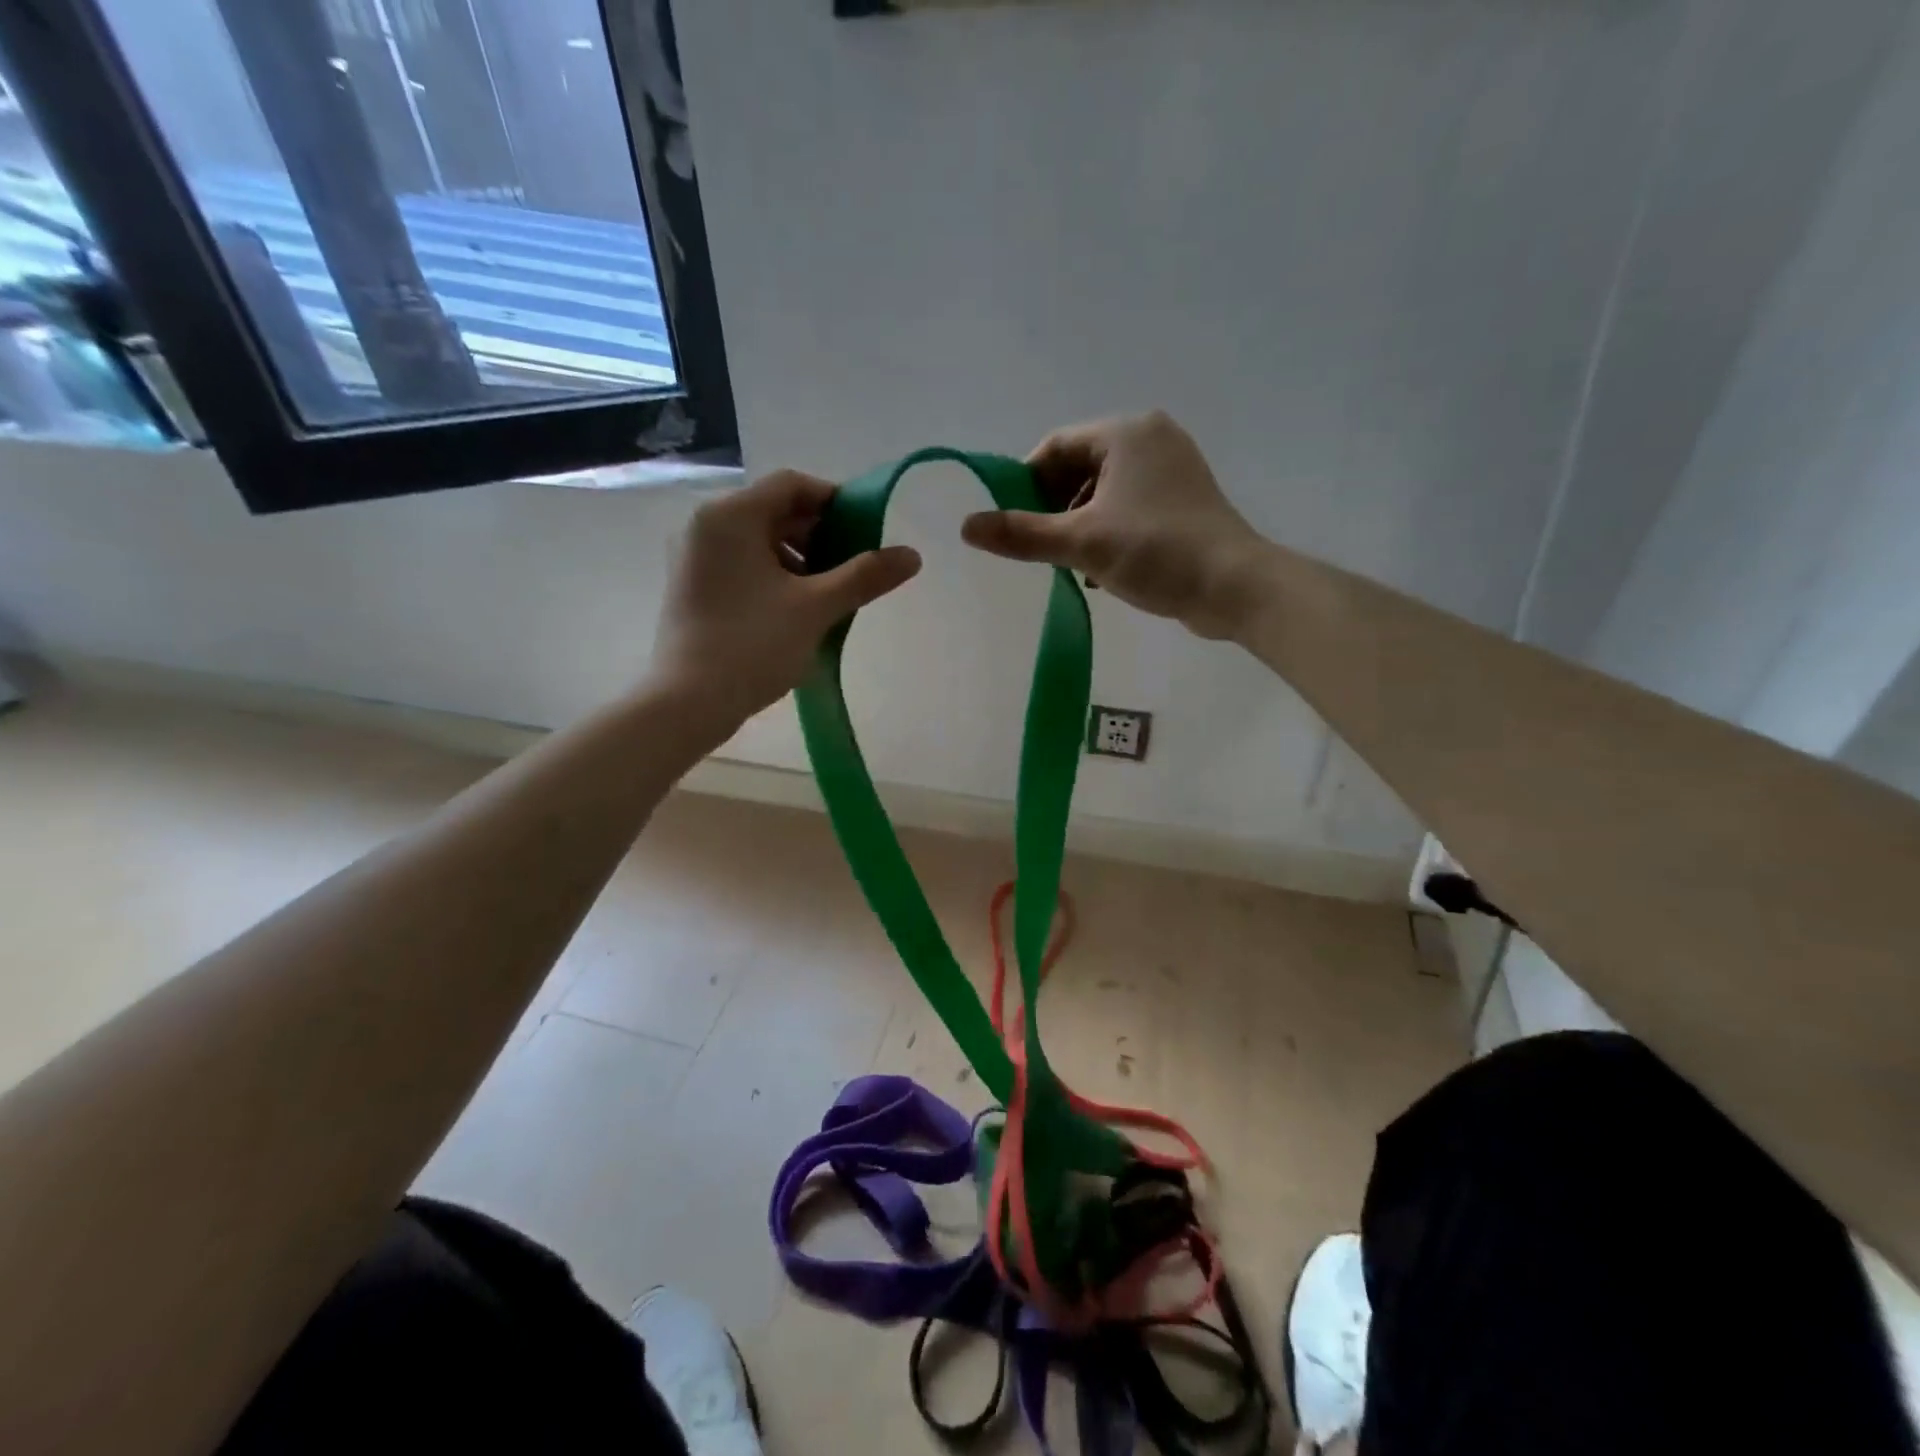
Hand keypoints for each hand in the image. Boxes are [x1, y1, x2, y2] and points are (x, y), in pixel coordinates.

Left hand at [651, 470, 921, 728]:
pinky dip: (771, 574)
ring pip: (756, 539)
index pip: (792, 485)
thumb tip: (912, 555)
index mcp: (730, 515)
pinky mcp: (690, 585)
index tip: (865, 533)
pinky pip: (739, 562)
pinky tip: (794, 608)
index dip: (834, 502)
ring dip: (797, 557)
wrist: (687, 702)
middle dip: (818, 534)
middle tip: (850, 568)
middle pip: (773, 510)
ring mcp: (692, 555)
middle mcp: (703, 524)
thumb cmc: (753, 644)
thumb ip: (865, 576)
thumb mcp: (817, 607)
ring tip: (826, 594)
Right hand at [961, 411, 1261, 638]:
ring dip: (1078, 525)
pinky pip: (1129, 507)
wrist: (1235, 587)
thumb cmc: (1155, 552)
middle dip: (1053, 508)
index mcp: (1126, 433)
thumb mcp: (1081, 543)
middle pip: (1079, 468)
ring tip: (1069, 564)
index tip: (1010, 522)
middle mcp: (1151, 439)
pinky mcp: (1183, 501)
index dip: (1025, 483)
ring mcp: (1172, 470)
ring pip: (1103, 491)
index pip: (1055, 447)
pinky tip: (1099, 570)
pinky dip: (1107, 532)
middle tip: (1039, 547)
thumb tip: (966, 526)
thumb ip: (1022, 534)